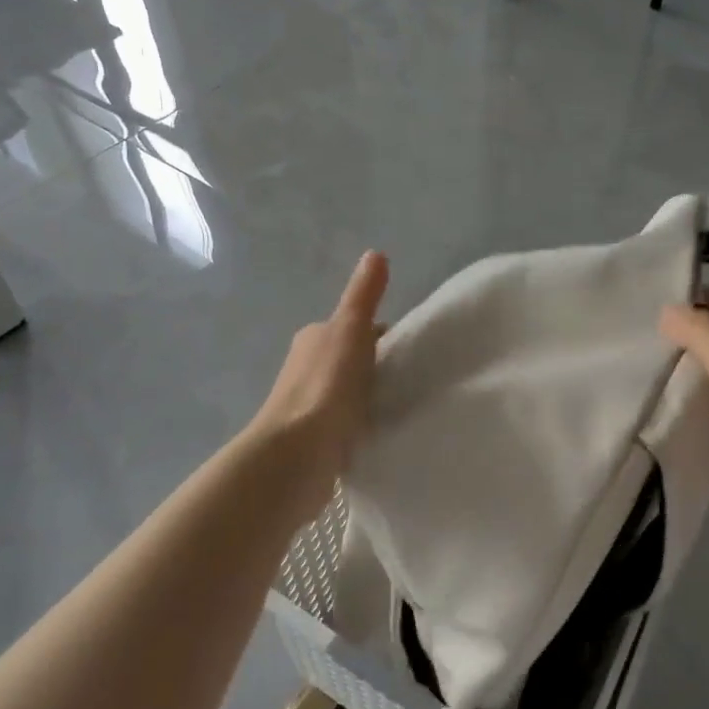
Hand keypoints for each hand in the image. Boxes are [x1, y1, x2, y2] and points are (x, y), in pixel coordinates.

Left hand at [249, 251, 388, 520]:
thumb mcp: (351, 330)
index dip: (383, 335)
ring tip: (402, 406)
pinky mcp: (314, 439)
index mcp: (314, 337)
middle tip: (413, 379)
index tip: (412, 350)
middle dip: (377, 366)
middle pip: (352, 359)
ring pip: (348, 392)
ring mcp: (308, 405)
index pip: (356, 328)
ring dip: (369, 396)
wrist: (295, 455)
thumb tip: (376, 253)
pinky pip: (345, 423)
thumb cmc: (326, 386)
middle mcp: (306, 366)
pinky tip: (380, 432)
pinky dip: (361, 423)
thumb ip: (364, 295)